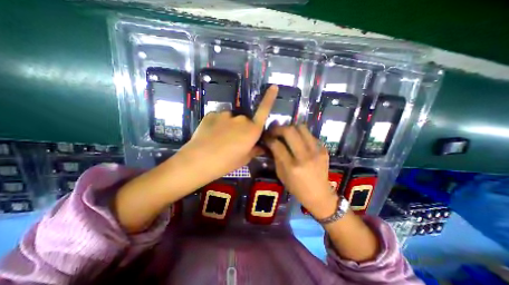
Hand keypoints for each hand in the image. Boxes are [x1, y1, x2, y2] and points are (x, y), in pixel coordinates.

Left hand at [182, 83, 277, 178]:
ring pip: (231, 119)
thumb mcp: (243, 159)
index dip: (269, 98)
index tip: (273, 86)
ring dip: (229, 126)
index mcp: (252, 130)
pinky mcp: (212, 114)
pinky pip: (219, 118)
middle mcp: (241, 119)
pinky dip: (218, 125)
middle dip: (242, 129)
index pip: (264, 111)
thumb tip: (260, 147)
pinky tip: (211, 135)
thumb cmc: (226, 163)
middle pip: (245, 120)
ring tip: (220, 139)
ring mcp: (225, 115)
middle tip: (234, 142)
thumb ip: (254, 150)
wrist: (198, 161)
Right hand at [262, 125, 336, 218]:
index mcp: (292, 166)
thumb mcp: (281, 175)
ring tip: (286, 133)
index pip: (277, 145)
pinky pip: (310, 135)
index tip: (266, 136)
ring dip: (291, 128)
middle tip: (275, 131)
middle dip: (279, 128)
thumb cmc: (297, 188)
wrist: (319, 194)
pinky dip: (301, 135)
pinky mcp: (324, 149)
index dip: (269, 138)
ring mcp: (316, 151)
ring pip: (302, 128)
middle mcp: (305, 156)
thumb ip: (276, 157)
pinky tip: (299, 141)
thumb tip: (271, 143)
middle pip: (290, 131)